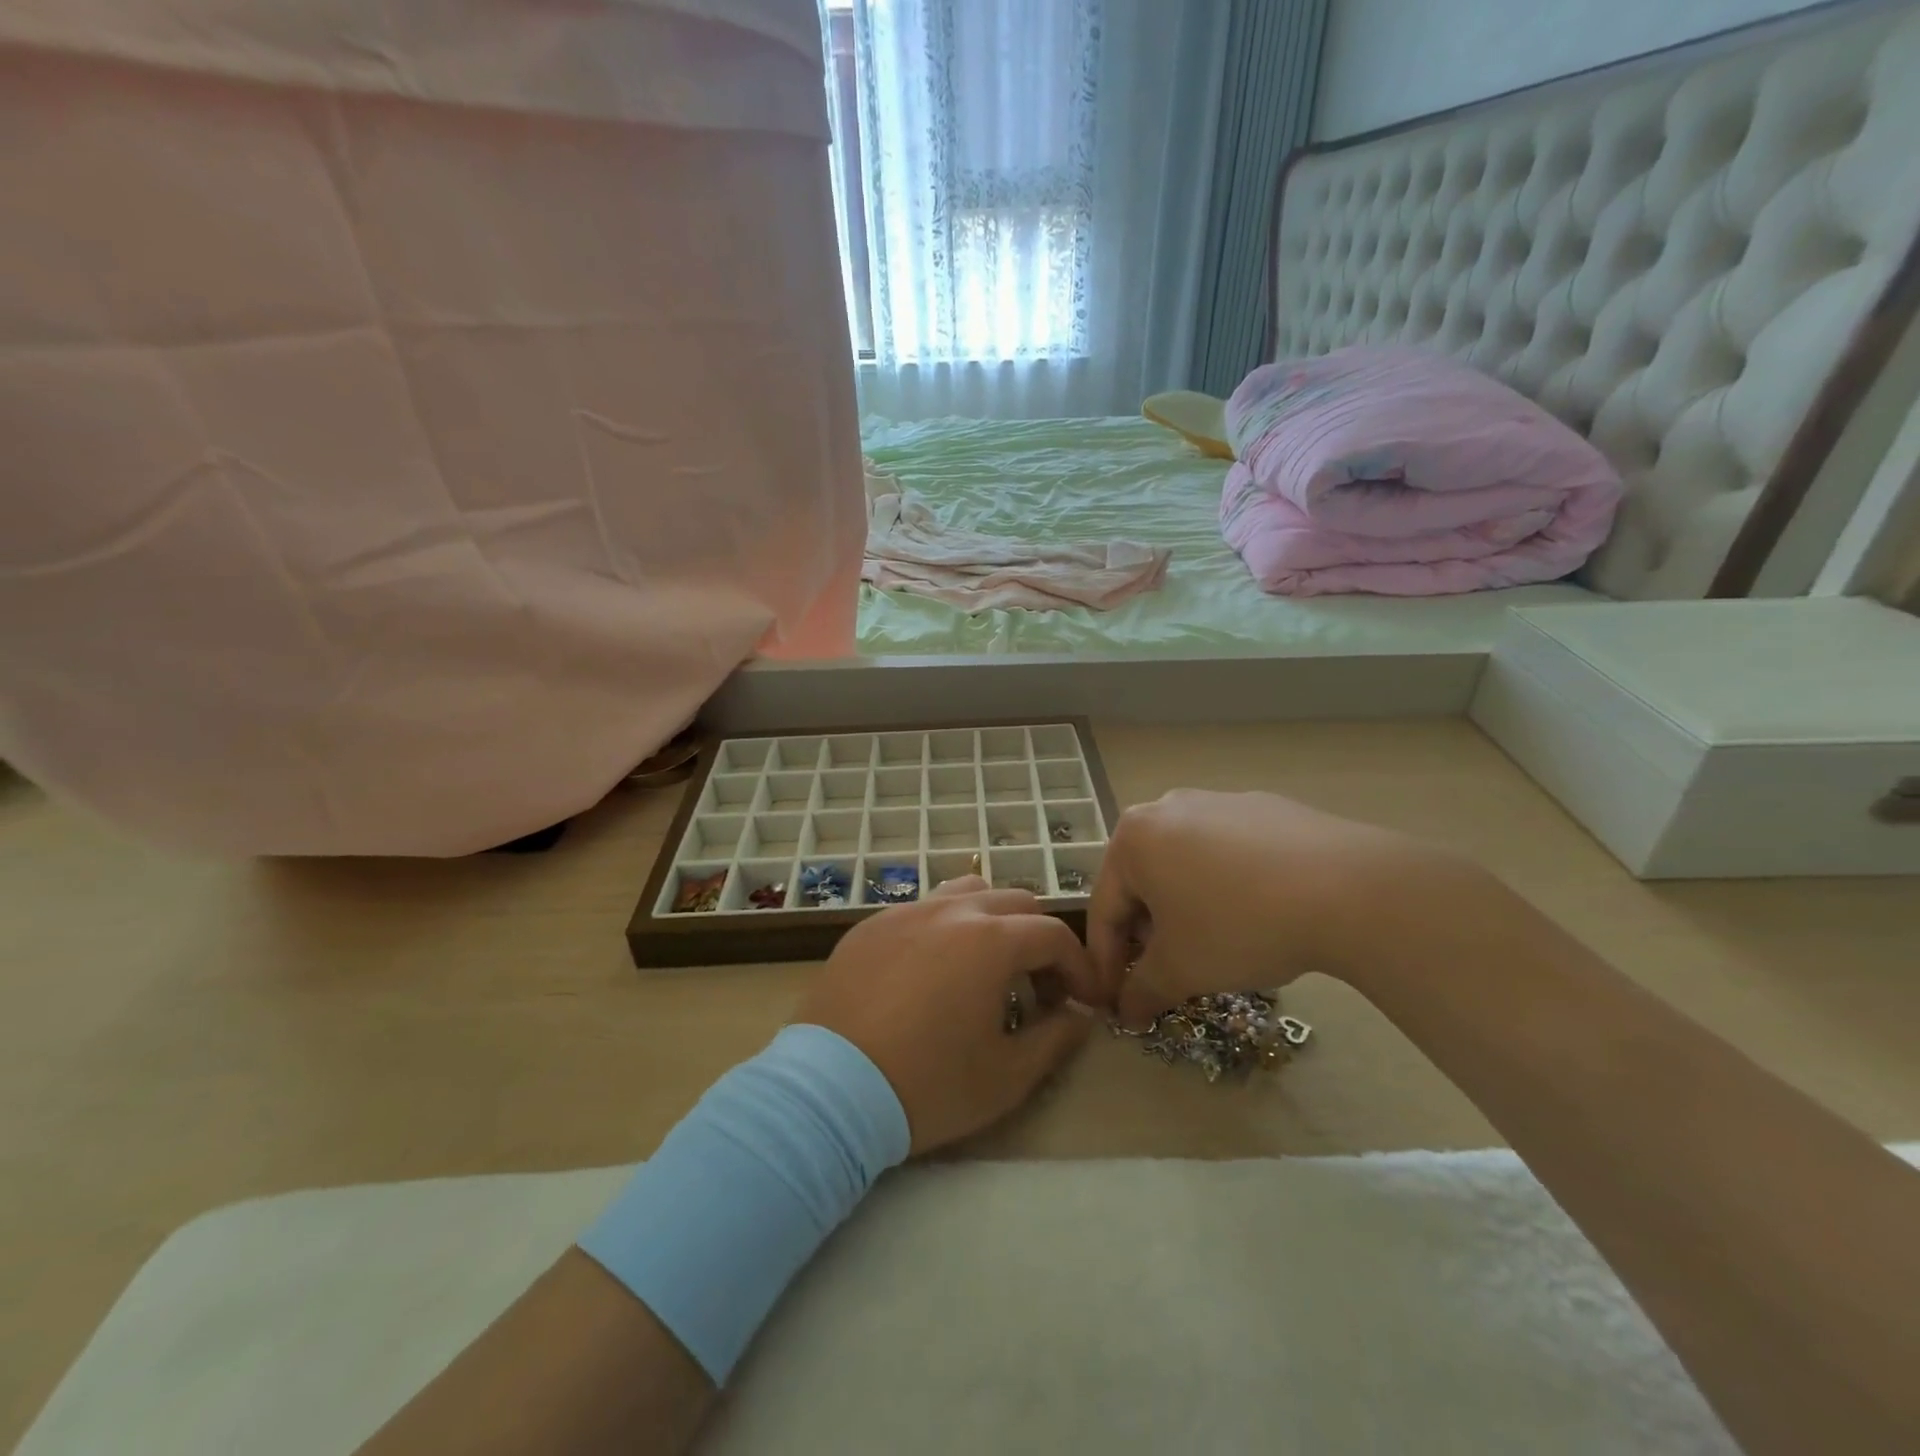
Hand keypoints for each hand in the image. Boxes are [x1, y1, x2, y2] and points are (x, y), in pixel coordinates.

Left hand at [795, 878, 1096, 1154]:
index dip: (1078, 966)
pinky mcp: (869, 927)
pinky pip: (921, 911)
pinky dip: (945, 930)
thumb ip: (1056, 1039)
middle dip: (1038, 941)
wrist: (829, 1092)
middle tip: (1038, 990)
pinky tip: (931, 975)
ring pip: (966, 893)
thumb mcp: (1007, 1076)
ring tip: (986, 969)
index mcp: (990, 940)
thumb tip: (1080, 1016)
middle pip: (1014, 903)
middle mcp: (950, 911)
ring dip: (991, 922)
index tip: (1084, 1002)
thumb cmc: (927, 1086)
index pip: (1053, 934)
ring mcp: (904, 913)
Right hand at [1085, 789, 1482, 1025]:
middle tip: (1164, 974)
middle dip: (1147, 932)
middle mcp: (1167, 807)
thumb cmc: (1240, 925)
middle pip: (1143, 880)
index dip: (1107, 962)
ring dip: (1185, 906)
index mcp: (1133, 838)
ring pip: (1185, 863)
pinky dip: (1226, 884)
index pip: (1104, 908)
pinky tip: (1256, 913)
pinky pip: (1227, 850)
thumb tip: (1126, 1011)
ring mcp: (1219, 801)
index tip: (1115, 1000)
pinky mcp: (1265, 806)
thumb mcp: (1182, 968)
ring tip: (1212, 945)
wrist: (1349, 890)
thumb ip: (1143, 990)